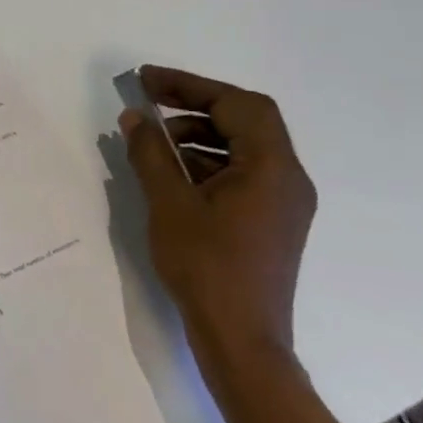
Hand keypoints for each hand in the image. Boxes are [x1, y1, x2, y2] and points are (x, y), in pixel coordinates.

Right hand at [120, 66, 316, 369]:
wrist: (241, 342)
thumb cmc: (206, 268)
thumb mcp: (169, 204)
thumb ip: (151, 154)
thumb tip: (134, 118)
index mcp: (272, 167)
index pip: (236, 103)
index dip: (189, 85)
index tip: (147, 81)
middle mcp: (289, 177)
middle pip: (246, 120)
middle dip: (196, 104)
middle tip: (151, 101)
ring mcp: (285, 202)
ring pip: (244, 147)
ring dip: (201, 134)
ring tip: (157, 142)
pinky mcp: (273, 221)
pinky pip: (244, 173)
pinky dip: (210, 162)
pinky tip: (175, 174)